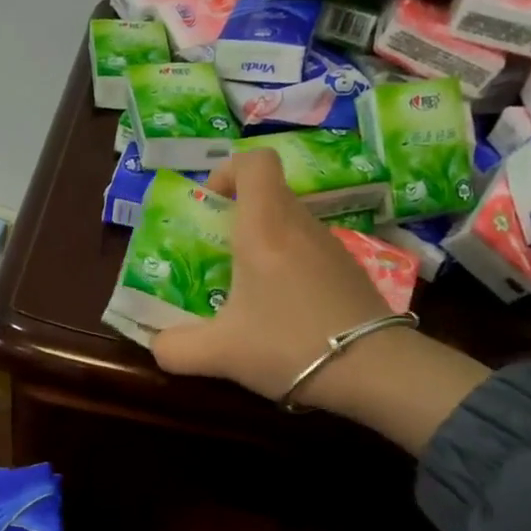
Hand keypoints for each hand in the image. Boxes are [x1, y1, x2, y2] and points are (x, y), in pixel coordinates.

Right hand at [152, 150, 392, 403]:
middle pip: (270, 195)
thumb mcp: (219, 354)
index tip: (211, 203)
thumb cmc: (287, 346)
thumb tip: (158, 344)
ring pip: (291, 225)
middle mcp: (300, 226)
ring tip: (248, 292)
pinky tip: (285, 312)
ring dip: (265, 245)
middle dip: (238, 216)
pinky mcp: (351, 271)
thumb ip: (176, 348)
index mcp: (265, 229)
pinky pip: (311, 252)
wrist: (372, 369)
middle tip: (218, 256)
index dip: (228, 170)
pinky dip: (291, 267)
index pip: (255, 162)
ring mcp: (332, 246)